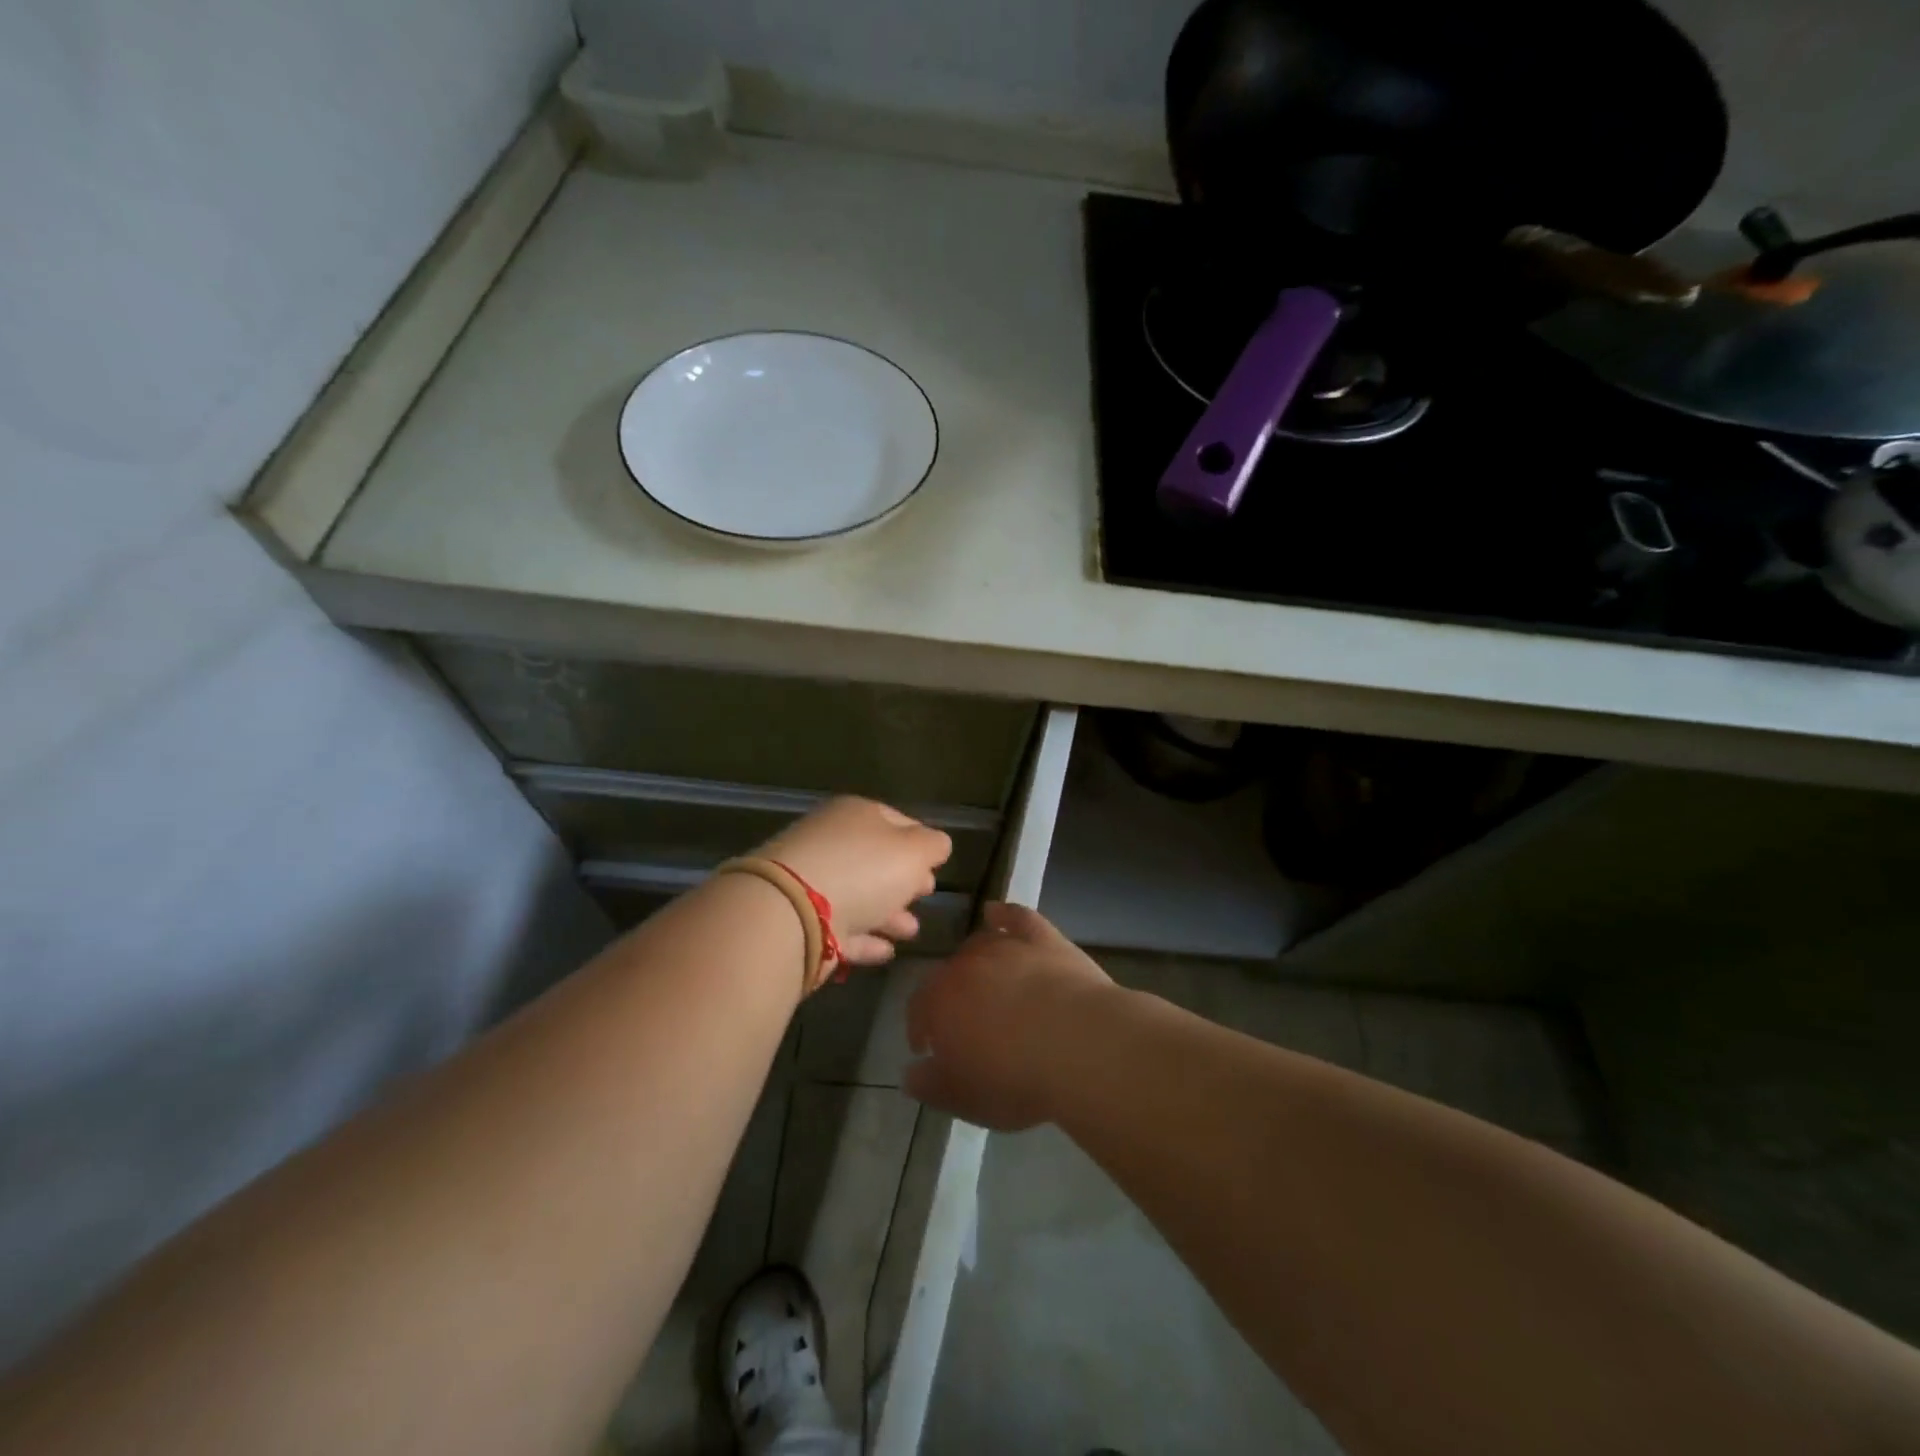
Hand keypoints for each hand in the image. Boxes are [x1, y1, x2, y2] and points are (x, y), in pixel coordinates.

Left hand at [757, 798, 951, 967]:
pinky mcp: (801, 922)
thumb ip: (933, 846)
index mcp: (857, 815)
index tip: (937, 866)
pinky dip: (864, 937)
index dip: (920, 842)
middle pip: (875, 859)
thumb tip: (937, 845)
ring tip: (911, 931)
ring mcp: (811, 882)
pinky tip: (886, 951)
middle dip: (903, 878)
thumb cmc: (862, 869)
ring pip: (859, 895)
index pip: (896, 821)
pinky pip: (841, 928)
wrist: (791, 911)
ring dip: (887, 913)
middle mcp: (831, 842)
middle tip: (925, 894)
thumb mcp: (913, 851)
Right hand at [904, 903, 1115, 1130]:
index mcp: (940, 1002)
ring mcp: (1007, 946)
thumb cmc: (1016, 1079)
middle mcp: (967, 965)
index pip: (918, 1007)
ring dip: (975, 960)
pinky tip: (997, 912)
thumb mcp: (964, 1098)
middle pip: (949, 973)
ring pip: (980, 943)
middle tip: (964, 1021)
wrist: (1081, 1046)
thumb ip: (930, 1085)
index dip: (920, 1026)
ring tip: (984, 980)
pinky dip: (1004, 914)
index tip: (927, 1046)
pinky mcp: (1044, 938)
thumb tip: (911, 1073)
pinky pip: (1017, 917)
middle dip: (950, 995)